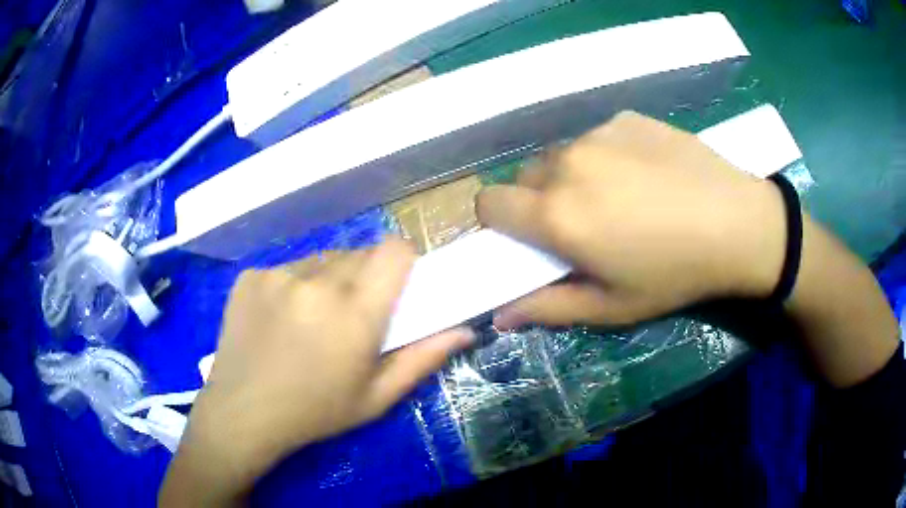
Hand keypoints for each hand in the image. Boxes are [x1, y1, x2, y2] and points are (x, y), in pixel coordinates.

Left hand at [160, 239, 473, 506]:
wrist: (243, 414)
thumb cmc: (316, 412)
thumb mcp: (376, 397)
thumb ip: (424, 359)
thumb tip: (465, 331)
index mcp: (354, 312)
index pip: (393, 250)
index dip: (402, 261)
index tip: (397, 284)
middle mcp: (316, 281)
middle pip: (358, 254)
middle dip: (364, 277)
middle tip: (350, 314)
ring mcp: (277, 274)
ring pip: (321, 259)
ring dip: (326, 280)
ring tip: (311, 318)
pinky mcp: (250, 276)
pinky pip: (286, 268)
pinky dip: (291, 286)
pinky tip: (278, 319)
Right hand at [477, 111, 786, 328]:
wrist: (738, 224)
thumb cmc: (674, 274)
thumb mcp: (612, 306)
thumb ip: (549, 308)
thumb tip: (500, 315)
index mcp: (557, 214)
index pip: (489, 203)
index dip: (499, 222)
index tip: (526, 237)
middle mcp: (567, 164)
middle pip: (524, 177)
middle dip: (539, 201)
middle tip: (582, 223)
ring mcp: (598, 134)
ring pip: (560, 155)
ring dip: (572, 177)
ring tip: (620, 197)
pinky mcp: (625, 118)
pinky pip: (596, 137)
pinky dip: (605, 156)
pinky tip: (645, 174)